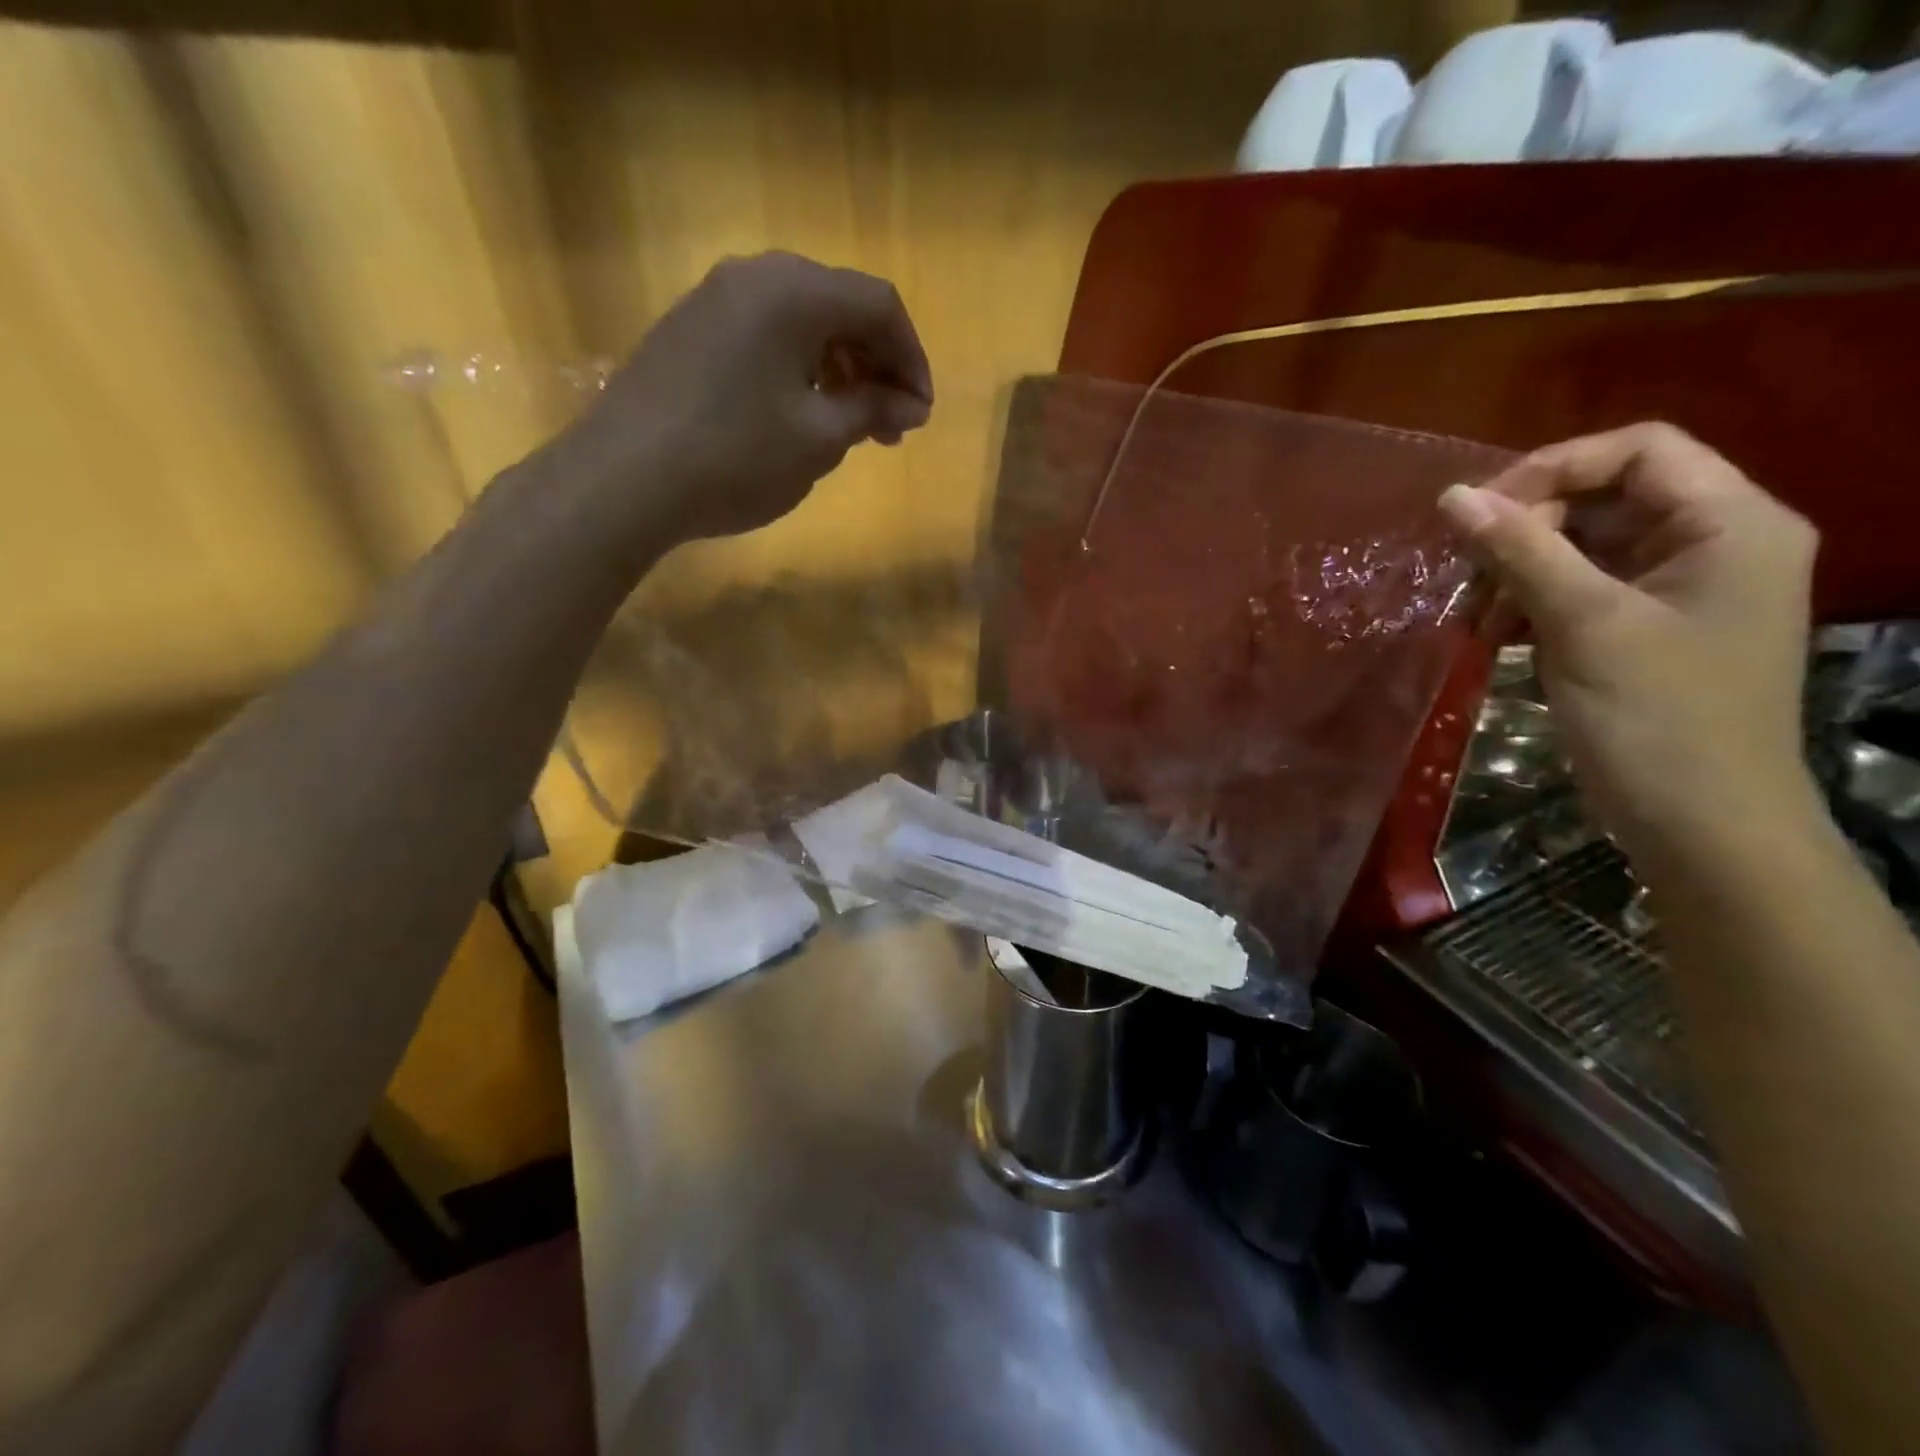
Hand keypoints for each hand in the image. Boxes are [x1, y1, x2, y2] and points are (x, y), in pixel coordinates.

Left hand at [560, 251, 932, 542]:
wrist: (624, 478)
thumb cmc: (736, 456)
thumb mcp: (819, 439)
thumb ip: (872, 411)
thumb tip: (912, 405)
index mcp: (794, 291)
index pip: (879, 305)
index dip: (911, 358)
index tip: (921, 413)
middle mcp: (754, 276)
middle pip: (840, 306)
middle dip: (877, 365)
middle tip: (892, 427)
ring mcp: (714, 299)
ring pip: (802, 322)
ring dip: (840, 369)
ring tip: (852, 427)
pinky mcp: (690, 329)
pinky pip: (765, 335)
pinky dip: (799, 369)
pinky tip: (801, 414)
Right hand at [1438, 423, 1819, 857]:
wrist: (1700, 823)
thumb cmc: (1656, 717)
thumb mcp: (1582, 623)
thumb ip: (1519, 551)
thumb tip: (1451, 497)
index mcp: (1729, 524)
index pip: (1638, 452)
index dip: (1552, 469)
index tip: (1478, 513)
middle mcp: (1711, 543)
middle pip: (1603, 500)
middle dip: (1523, 533)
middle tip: (1464, 576)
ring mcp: (1677, 590)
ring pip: (1580, 548)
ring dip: (1515, 574)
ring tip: (1472, 620)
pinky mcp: (1643, 629)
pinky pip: (1577, 592)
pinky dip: (1528, 607)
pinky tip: (1492, 639)